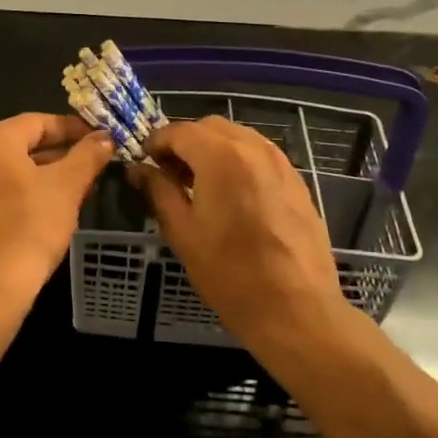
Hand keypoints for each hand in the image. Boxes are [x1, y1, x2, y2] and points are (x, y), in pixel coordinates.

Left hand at [0, 113, 114, 317]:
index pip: (39, 122)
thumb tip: (104, 138)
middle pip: (22, 143)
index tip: (100, 139)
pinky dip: (24, 192)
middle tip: (94, 165)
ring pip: (11, 169)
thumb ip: (87, 156)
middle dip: (61, 153)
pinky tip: (51, 208)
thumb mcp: (67, 186)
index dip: (73, 129)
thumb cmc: (28, 226)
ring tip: (79, 188)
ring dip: (45, 174)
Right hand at [132, 117, 345, 341]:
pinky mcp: (297, 181)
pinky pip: (260, 155)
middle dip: (186, 142)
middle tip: (170, 173)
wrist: (296, 310)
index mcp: (221, 156)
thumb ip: (159, 191)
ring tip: (200, 183)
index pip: (179, 131)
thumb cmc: (230, 273)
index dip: (157, 142)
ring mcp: (281, 163)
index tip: (145, 162)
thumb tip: (140, 169)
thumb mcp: (182, 232)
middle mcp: (254, 148)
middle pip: (210, 127)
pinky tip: (232, 193)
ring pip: (238, 137)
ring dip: (213, 149)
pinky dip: (239, 160)